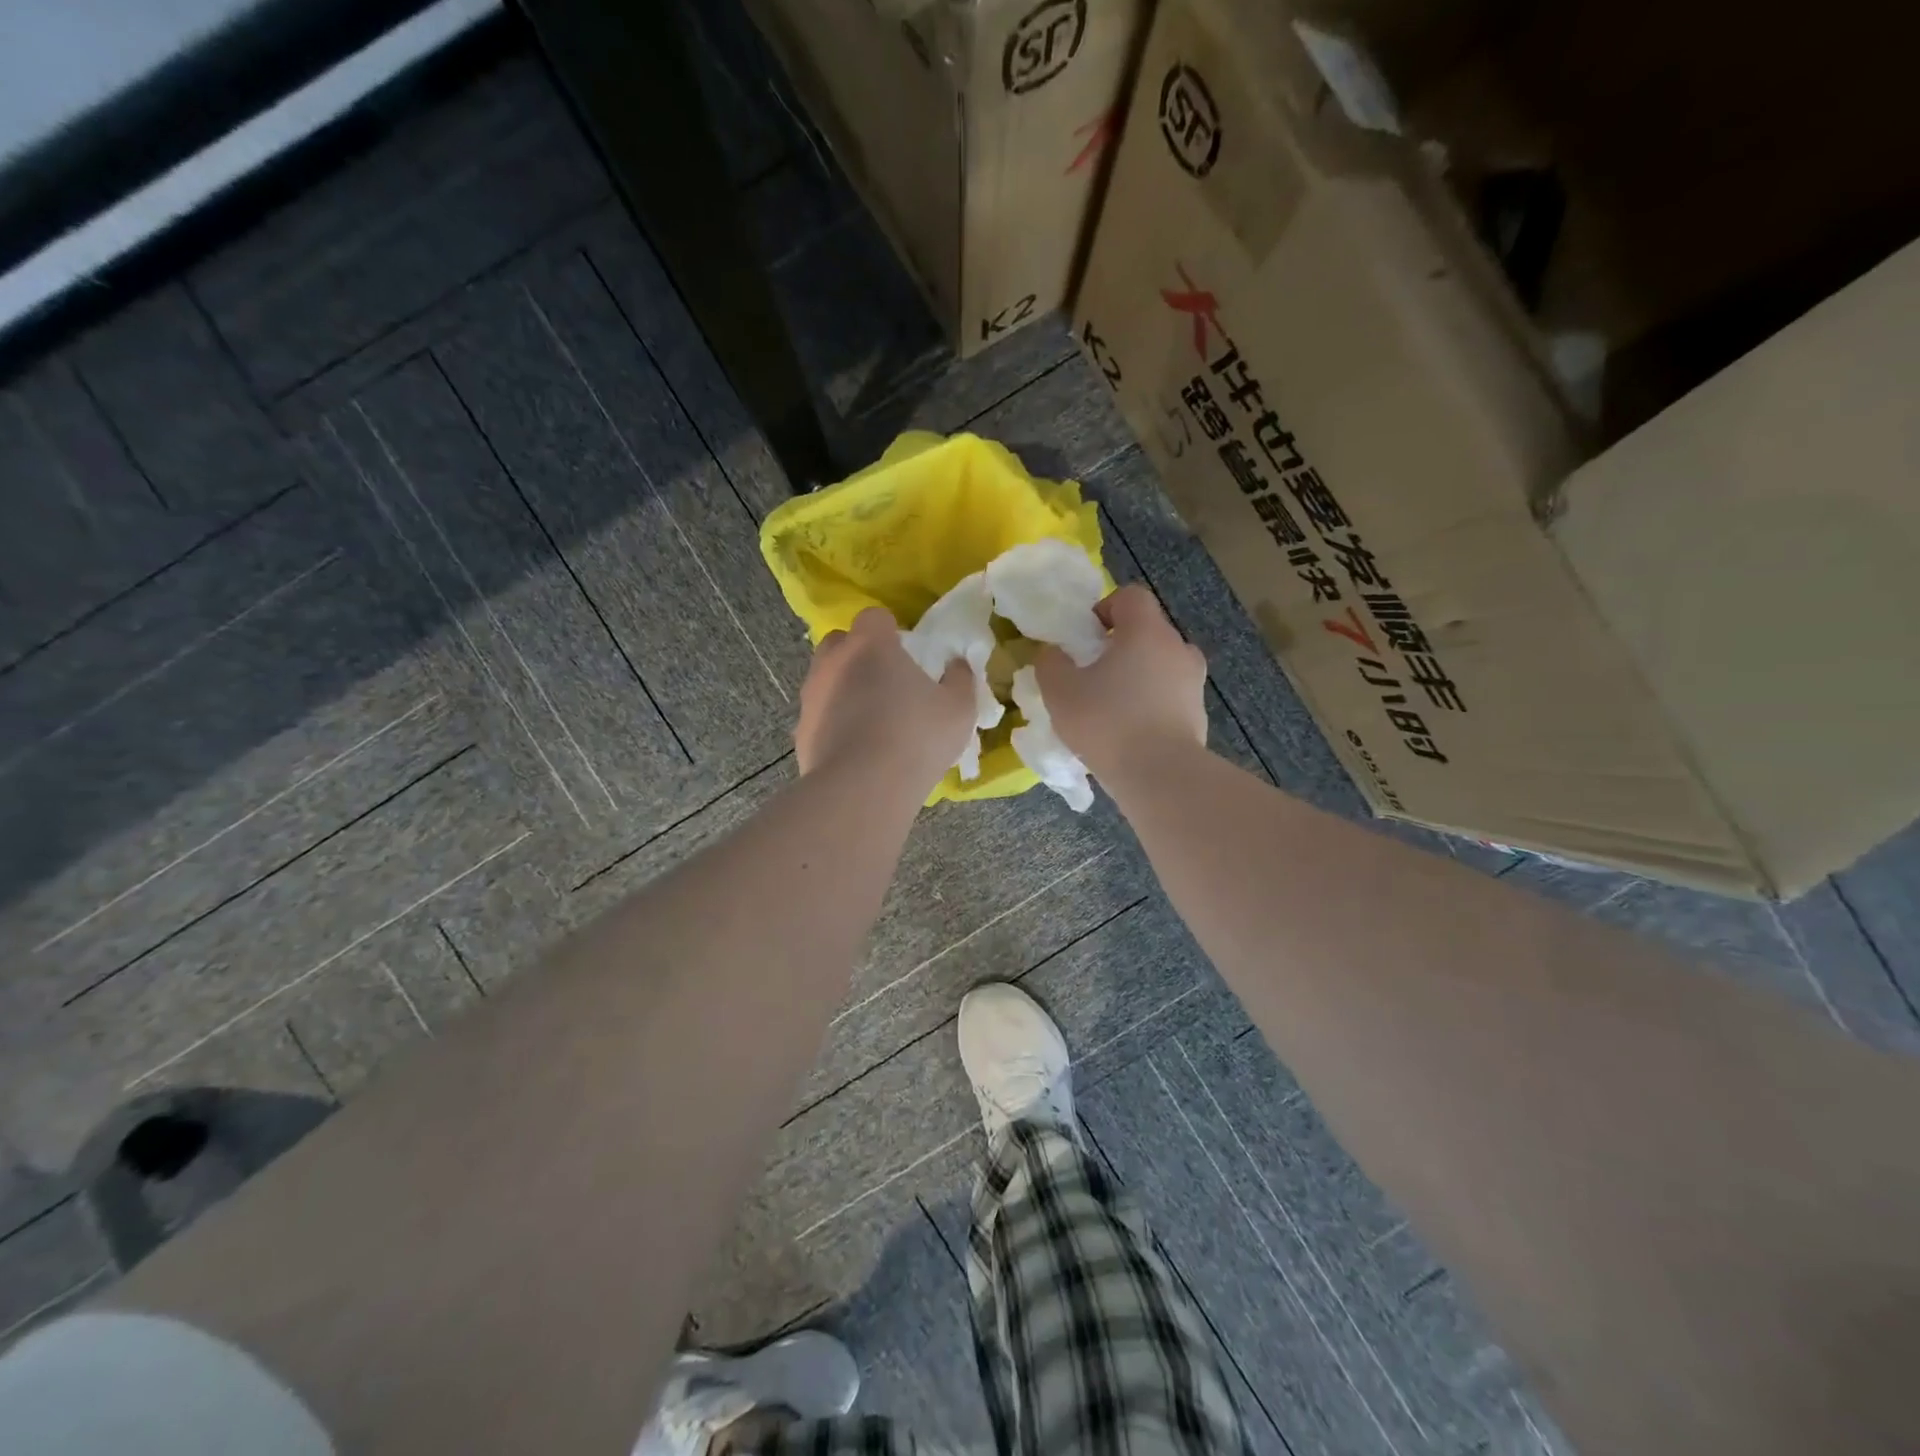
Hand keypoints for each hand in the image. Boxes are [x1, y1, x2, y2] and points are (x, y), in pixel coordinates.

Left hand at [795, 607, 975, 792]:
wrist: (862, 789)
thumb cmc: (916, 737)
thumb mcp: (959, 709)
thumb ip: (960, 679)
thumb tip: (956, 666)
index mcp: (870, 645)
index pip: (874, 617)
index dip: (891, 632)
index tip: (907, 655)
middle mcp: (833, 662)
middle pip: (841, 642)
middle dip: (859, 655)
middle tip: (887, 683)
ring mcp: (811, 696)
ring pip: (825, 679)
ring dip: (844, 689)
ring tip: (870, 721)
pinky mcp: (800, 731)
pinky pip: (819, 716)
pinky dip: (833, 724)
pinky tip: (855, 750)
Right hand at [1033, 584, 1207, 778]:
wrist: (1160, 776)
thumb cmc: (1107, 722)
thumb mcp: (1060, 690)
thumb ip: (1051, 663)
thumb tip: (1054, 653)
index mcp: (1147, 631)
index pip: (1131, 597)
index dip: (1104, 609)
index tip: (1085, 638)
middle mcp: (1178, 648)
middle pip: (1147, 632)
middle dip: (1119, 647)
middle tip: (1092, 675)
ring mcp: (1194, 682)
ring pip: (1160, 665)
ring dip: (1137, 676)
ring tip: (1111, 707)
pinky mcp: (1199, 714)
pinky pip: (1169, 696)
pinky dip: (1151, 704)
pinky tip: (1130, 732)